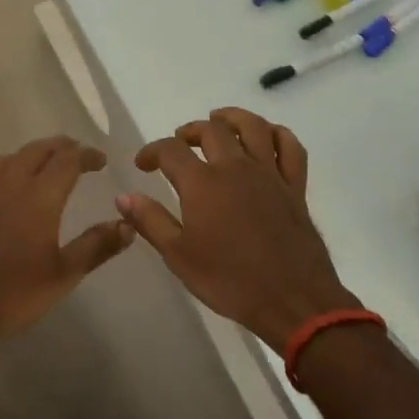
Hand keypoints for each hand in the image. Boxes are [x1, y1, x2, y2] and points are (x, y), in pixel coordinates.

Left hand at [0, 136, 134, 338]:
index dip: (86, 155)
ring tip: (36, 166)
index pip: (67, 161)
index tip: (101, 159)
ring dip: (24, 157)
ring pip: (2, 161)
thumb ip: (97, 246)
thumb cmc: (14, 293)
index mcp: (39, 197)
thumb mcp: (64, 275)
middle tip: (73, 151)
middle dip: (57, 146)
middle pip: (34, 152)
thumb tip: (127, 223)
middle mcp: (8, 187)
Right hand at [117, 108, 354, 353]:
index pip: (170, 150)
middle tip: (179, 142)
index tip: (143, 164)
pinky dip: (278, 134)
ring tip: (219, 121)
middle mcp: (235, 167)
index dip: (152, 151)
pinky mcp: (295, 187)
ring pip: (253, 127)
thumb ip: (150, 221)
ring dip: (232, 118)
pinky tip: (267, 137)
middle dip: (189, 130)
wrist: (291, 299)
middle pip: (211, 130)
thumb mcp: (178, 255)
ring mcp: (269, 174)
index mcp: (202, 183)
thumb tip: (124, 197)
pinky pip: (290, 148)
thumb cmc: (229, 280)